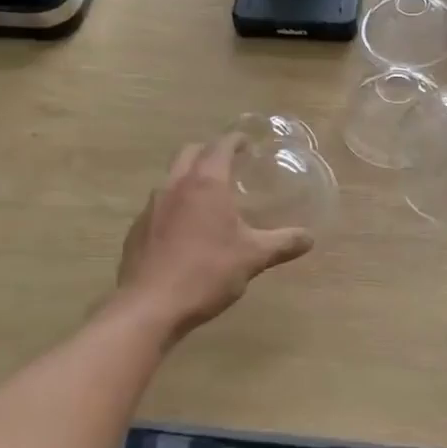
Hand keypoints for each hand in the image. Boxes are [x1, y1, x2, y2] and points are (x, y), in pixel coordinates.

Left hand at [117, 135, 313, 339]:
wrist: (149, 307)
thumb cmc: (206, 273)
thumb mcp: (253, 258)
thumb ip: (283, 243)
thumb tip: (309, 238)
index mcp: (205, 183)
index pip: (220, 146)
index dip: (236, 140)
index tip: (248, 143)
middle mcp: (175, 186)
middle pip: (190, 153)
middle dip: (209, 152)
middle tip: (229, 164)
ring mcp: (151, 207)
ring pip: (171, 178)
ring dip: (189, 178)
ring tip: (209, 197)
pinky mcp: (137, 230)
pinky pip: (159, 206)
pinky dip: (175, 205)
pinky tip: (186, 230)